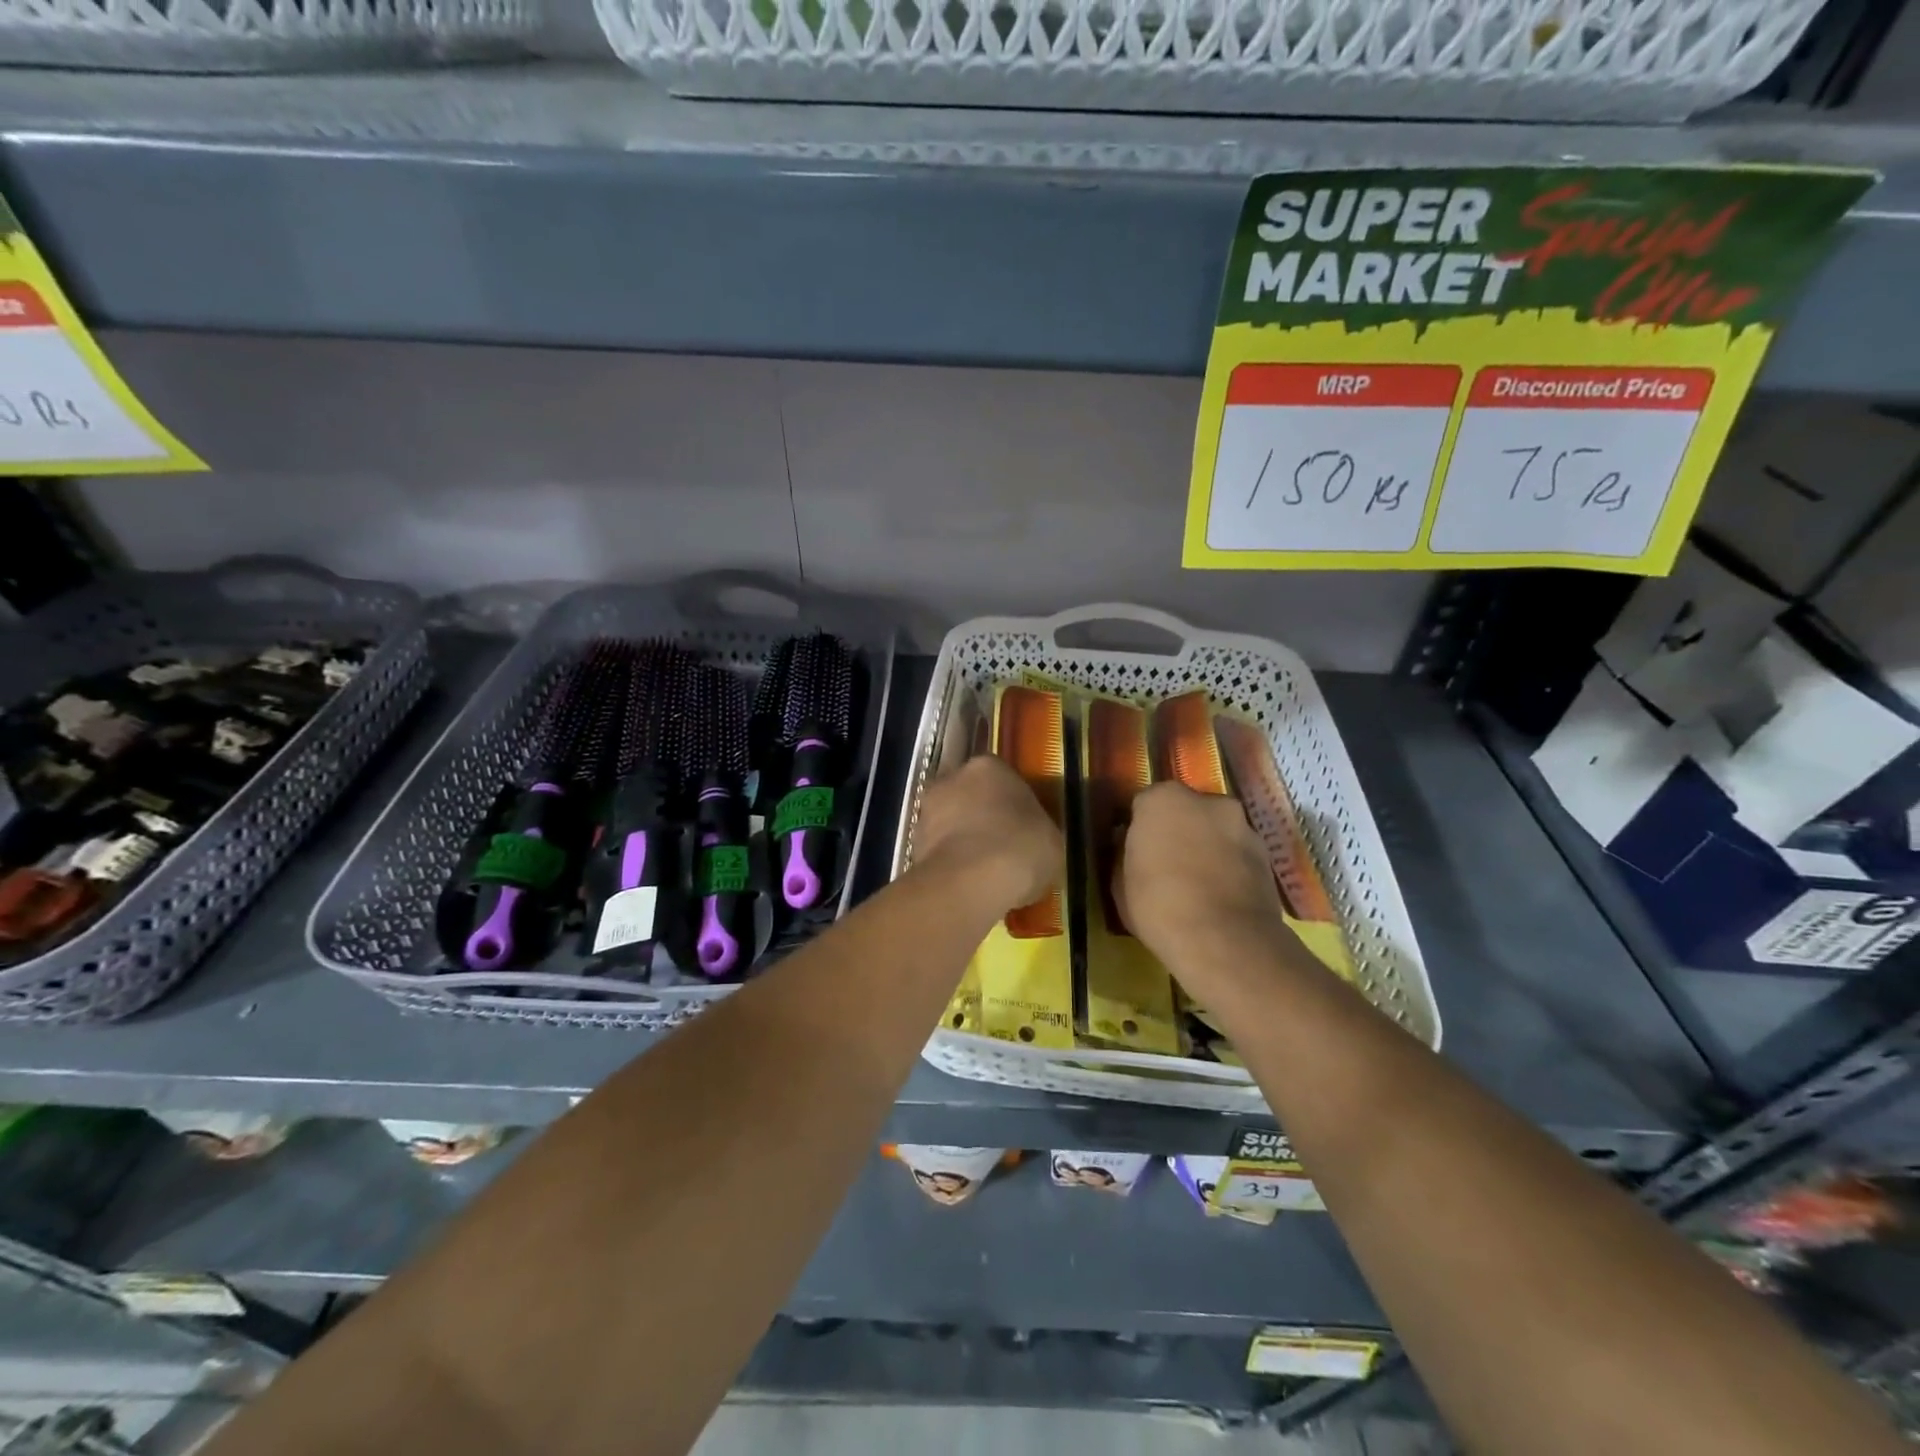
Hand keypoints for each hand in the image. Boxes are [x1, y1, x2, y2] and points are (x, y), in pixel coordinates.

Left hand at [913, 755, 1062, 915]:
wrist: (970, 882)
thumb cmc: (1021, 847)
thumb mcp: (1050, 839)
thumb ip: (1037, 830)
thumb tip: (1032, 840)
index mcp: (989, 766)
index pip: (1003, 778)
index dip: (1013, 804)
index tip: (1023, 827)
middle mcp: (952, 778)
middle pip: (970, 796)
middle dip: (982, 818)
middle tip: (1002, 848)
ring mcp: (926, 810)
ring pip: (950, 823)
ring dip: (962, 840)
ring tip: (984, 872)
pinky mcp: (912, 843)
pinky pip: (939, 851)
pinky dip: (950, 863)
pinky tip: (968, 885)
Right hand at [1116, 782, 1290, 1001]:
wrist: (1225, 940)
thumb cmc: (1159, 905)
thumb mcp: (1119, 882)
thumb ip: (1124, 853)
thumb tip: (1129, 844)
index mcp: (1163, 799)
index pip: (1144, 804)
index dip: (1139, 828)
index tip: (1136, 851)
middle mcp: (1207, 801)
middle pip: (1186, 810)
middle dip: (1178, 830)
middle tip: (1168, 865)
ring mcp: (1242, 824)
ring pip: (1215, 830)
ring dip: (1207, 846)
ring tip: (1199, 885)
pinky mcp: (1267, 853)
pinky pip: (1237, 853)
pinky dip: (1230, 866)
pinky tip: (1221, 896)